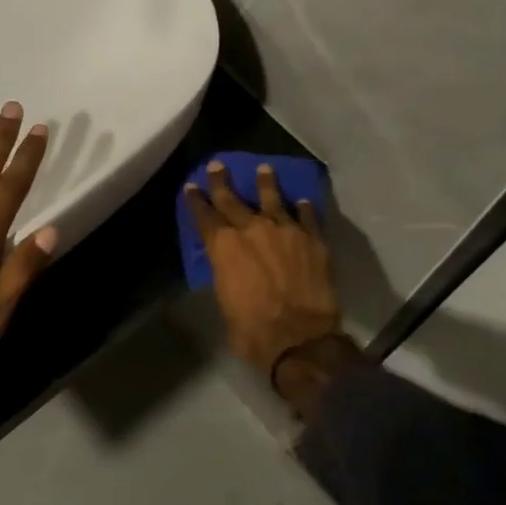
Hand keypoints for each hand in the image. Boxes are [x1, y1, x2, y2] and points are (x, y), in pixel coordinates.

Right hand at [184, 162, 341, 380]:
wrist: (300, 338)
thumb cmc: (253, 331)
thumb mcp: (225, 303)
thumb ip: (226, 276)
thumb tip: (229, 270)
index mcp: (224, 247)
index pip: (205, 217)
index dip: (196, 201)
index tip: (192, 187)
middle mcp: (252, 230)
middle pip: (234, 200)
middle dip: (222, 182)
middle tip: (218, 165)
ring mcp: (286, 231)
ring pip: (273, 199)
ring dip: (266, 183)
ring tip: (264, 169)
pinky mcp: (313, 240)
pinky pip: (308, 217)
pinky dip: (304, 208)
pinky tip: (303, 201)